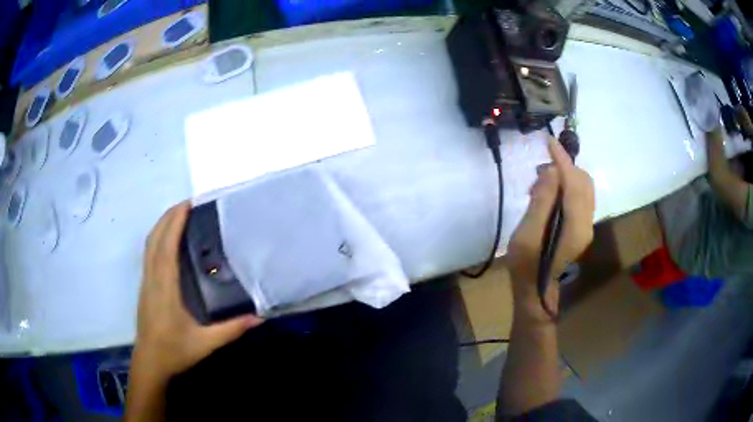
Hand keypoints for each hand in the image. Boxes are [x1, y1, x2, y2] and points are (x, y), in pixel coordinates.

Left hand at [133, 201, 263, 382]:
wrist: (150, 362)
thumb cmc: (174, 351)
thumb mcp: (205, 343)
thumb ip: (231, 329)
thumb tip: (259, 317)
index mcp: (165, 287)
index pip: (166, 246)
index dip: (175, 223)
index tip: (188, 204)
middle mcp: (152, 278)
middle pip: (154, 238)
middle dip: (168, 217)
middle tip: (188, 204)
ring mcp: (146, 281)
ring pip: (149, 244)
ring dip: (161, 225)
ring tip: (179, 215)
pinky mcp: (145, 286)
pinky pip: (148, 253)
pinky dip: (157, 237)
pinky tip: (167, 239)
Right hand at [506, 138, 594, 314]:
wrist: (535, 289)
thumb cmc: (526, 265)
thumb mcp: (527, 234)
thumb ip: (542, 201)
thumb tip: (552, 171)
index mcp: (575, 226)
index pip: (574, 182)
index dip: (562, 159)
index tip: (549, 141)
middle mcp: (587, 223)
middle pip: (583, 181)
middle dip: (563, 167)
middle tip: (538, 172)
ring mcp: (586, 225)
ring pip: (583, 188)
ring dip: (564, 177)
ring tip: (540, 184)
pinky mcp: (582, 227)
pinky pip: (579, 197)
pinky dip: (566, 187)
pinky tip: (548, 195)